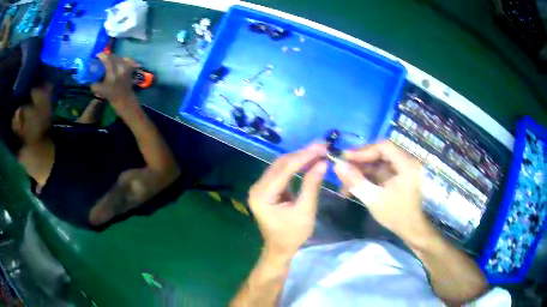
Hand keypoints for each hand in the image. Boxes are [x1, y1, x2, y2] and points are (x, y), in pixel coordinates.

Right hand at [91, 53, 137, 104]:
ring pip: (118, 57)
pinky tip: (116, 61)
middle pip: (113, 56)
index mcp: (112, 73)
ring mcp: (126, 67)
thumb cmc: (111, 95)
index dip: (102, 55)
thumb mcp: (100, 91)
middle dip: (106, 56)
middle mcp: (120, 68)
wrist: (124, 98)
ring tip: (107, 60)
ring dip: (112, 57)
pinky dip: (119, 58)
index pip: (107, 59)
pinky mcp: (130, 67)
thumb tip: (90, 78)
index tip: (97, 55)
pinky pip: (125, 58)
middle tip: (101, 58)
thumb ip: (94, 84)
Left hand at [249, 144, 327, 260]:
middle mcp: (257, 187)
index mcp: (262, 195)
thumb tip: (323, 162)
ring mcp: (260, 187)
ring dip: (300, 157)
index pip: (284, 169)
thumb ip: (311, 185)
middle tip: (323, 146)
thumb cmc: (292, 235)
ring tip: (318, 150)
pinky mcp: (266, 188)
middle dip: (302, 154)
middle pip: (281, 164)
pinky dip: (296, 166)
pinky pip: (281, 172)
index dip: (304, 156)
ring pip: (281, 165)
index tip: (322, 147)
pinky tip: (309, 160)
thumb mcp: (305, 211)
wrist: (280, 249)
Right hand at [334, 141, 426, 239]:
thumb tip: (337, 165)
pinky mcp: (397, 175)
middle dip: (360, 160)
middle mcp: (406, 162)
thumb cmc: (395, 215)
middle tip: (343, 167)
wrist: (410, 228)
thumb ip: (356, 181)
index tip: (346, 157)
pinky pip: (380, 169)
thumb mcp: (373, 199)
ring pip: (378, 161)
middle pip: (380, 152)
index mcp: (406, 165)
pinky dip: (367, 175)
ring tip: (345, 179)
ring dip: (361, 169)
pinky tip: (354, 184)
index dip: (363, 150)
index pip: (383, 147)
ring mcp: (402, 168)